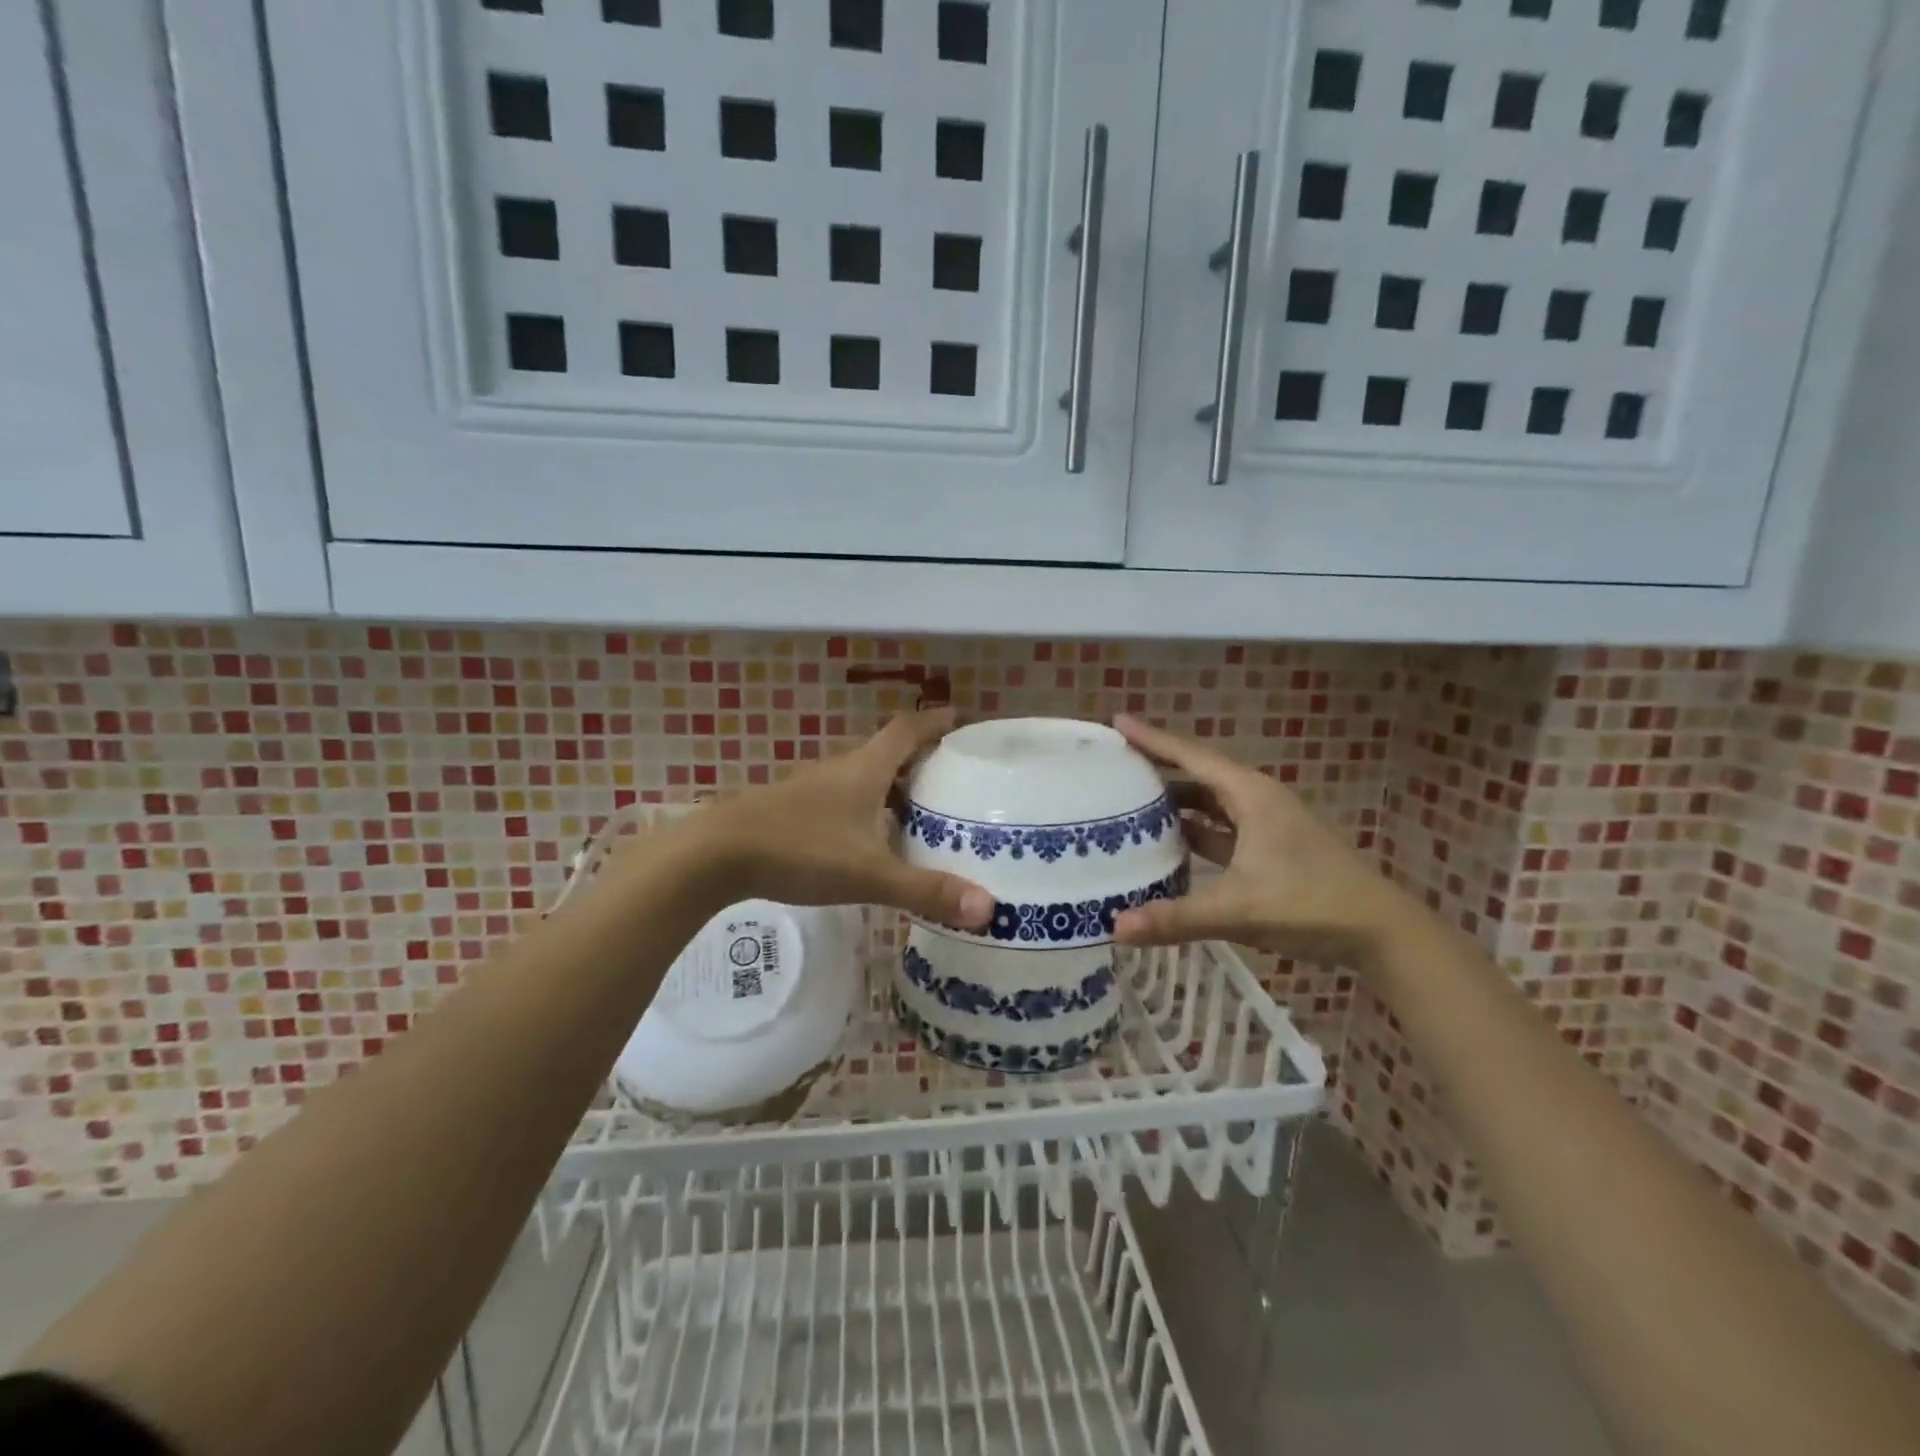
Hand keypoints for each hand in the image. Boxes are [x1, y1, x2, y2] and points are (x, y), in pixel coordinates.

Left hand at [668, 708, 993, 929]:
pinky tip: (867, 839)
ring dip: (891, 786)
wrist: (715, 855)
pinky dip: (865, 808)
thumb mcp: (869, 873)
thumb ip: (926, 890)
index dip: (935, 722)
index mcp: (865, 770)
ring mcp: (811, 789)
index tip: (960, 717)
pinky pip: (841, 799)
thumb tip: (988, 908)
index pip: (907, 730)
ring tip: (919, 812)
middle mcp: (840, 770)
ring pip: (862, 777)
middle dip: (920, 758)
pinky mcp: (791, 810)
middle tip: (952, 776)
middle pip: (887, 752)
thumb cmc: (799, 850)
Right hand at [1108, 715, 1423, 960]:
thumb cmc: (1311, 904)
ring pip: (1209, 804)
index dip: (1152, 739)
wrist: (1381, 933)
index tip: (1117, 722)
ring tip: (1129, 803)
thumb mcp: (1239, 909)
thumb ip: (1177, 918)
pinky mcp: (1269, 851)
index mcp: (1250, 795)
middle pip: (1197, 775)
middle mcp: (1256, 801)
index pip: (1191, 756)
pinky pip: (1220, 830)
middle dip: (1157, 768)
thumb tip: (1116, 929)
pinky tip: (1168, 845)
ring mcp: (1265, 826)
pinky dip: (1193, 832)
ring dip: (1174, 802)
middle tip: (1113, 766)